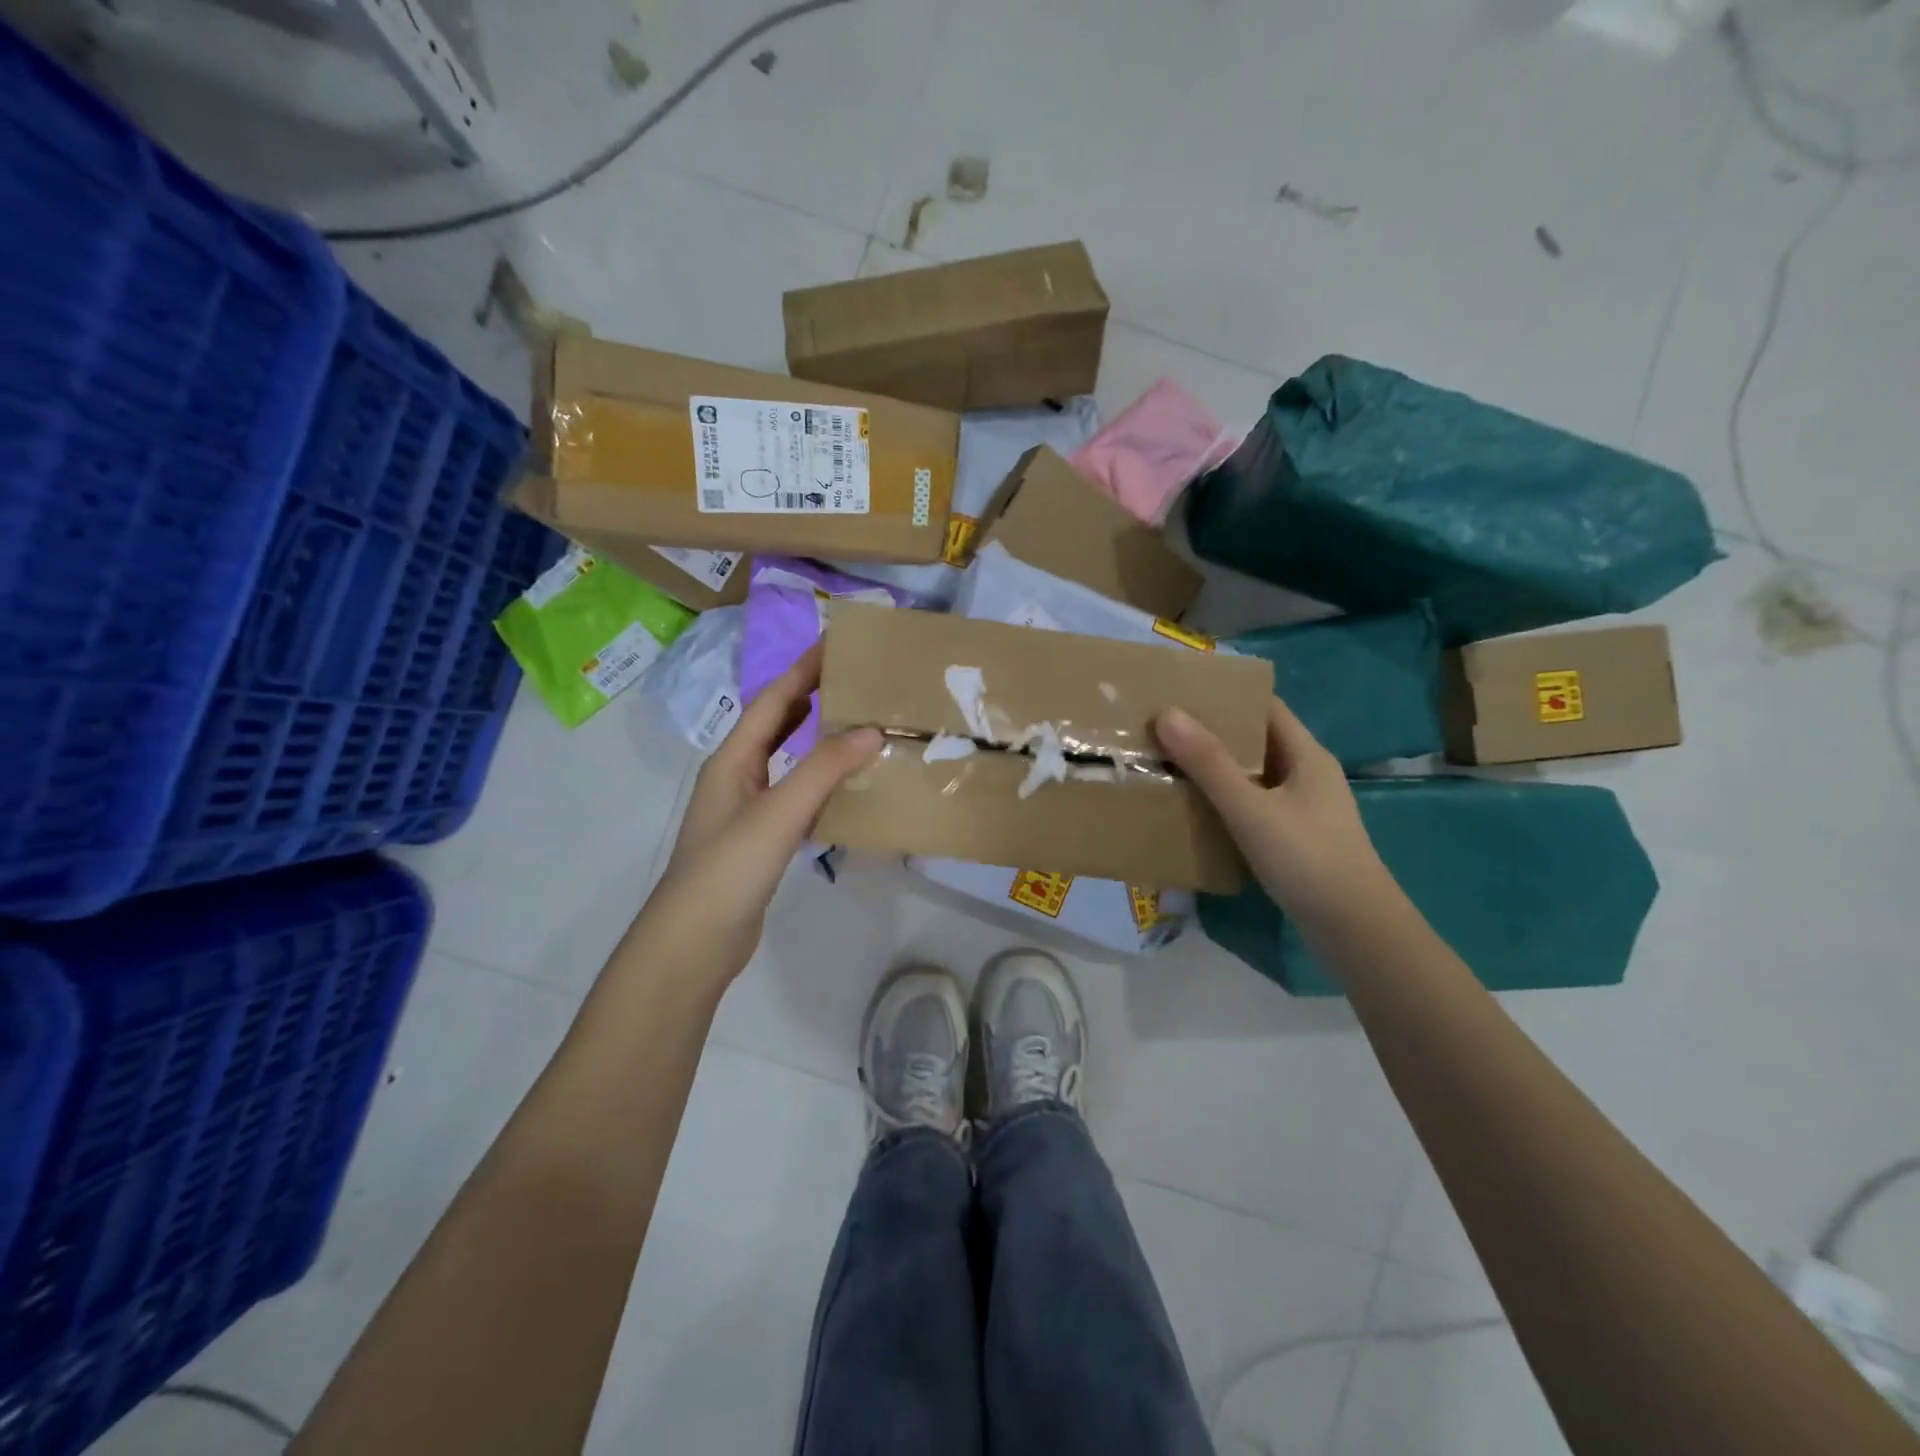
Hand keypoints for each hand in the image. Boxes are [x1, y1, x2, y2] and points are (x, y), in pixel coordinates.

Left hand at [642, 645, 881, 984]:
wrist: (694, 941)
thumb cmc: (729, 868)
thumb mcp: (779, 813)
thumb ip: (824, 769)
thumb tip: (873, 729)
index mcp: (733, 759)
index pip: (773, 700)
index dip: (803, 669)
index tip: (836, 643)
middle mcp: (736, 775)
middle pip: (775, 723)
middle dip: (810, 696)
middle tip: (855, 679)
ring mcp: (745, 809)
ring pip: (785, 759)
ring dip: (815, 737)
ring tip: (856, 722)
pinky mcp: (759, 838)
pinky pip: (793, 793)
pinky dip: (818, 778)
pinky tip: (844, 785)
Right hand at [1155, 698, 1387, 926]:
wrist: (1354, 931)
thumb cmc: (1307, 858)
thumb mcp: (1251, 808)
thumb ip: (1209, 764)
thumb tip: (1168, 714)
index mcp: (1307, 755)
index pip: (1265, 707)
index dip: (1227, 695)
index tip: (1181, 692)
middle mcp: (1307, 775)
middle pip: (1256, 741)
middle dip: (1212, 732)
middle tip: (1162, 728)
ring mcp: (1302, 808)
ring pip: (1252, 776)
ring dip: (1215, 769)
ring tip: (1168, 763)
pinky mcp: (1294, 838)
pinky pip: (1253, 806)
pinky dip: (1224, 801)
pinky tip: (1194, 809)